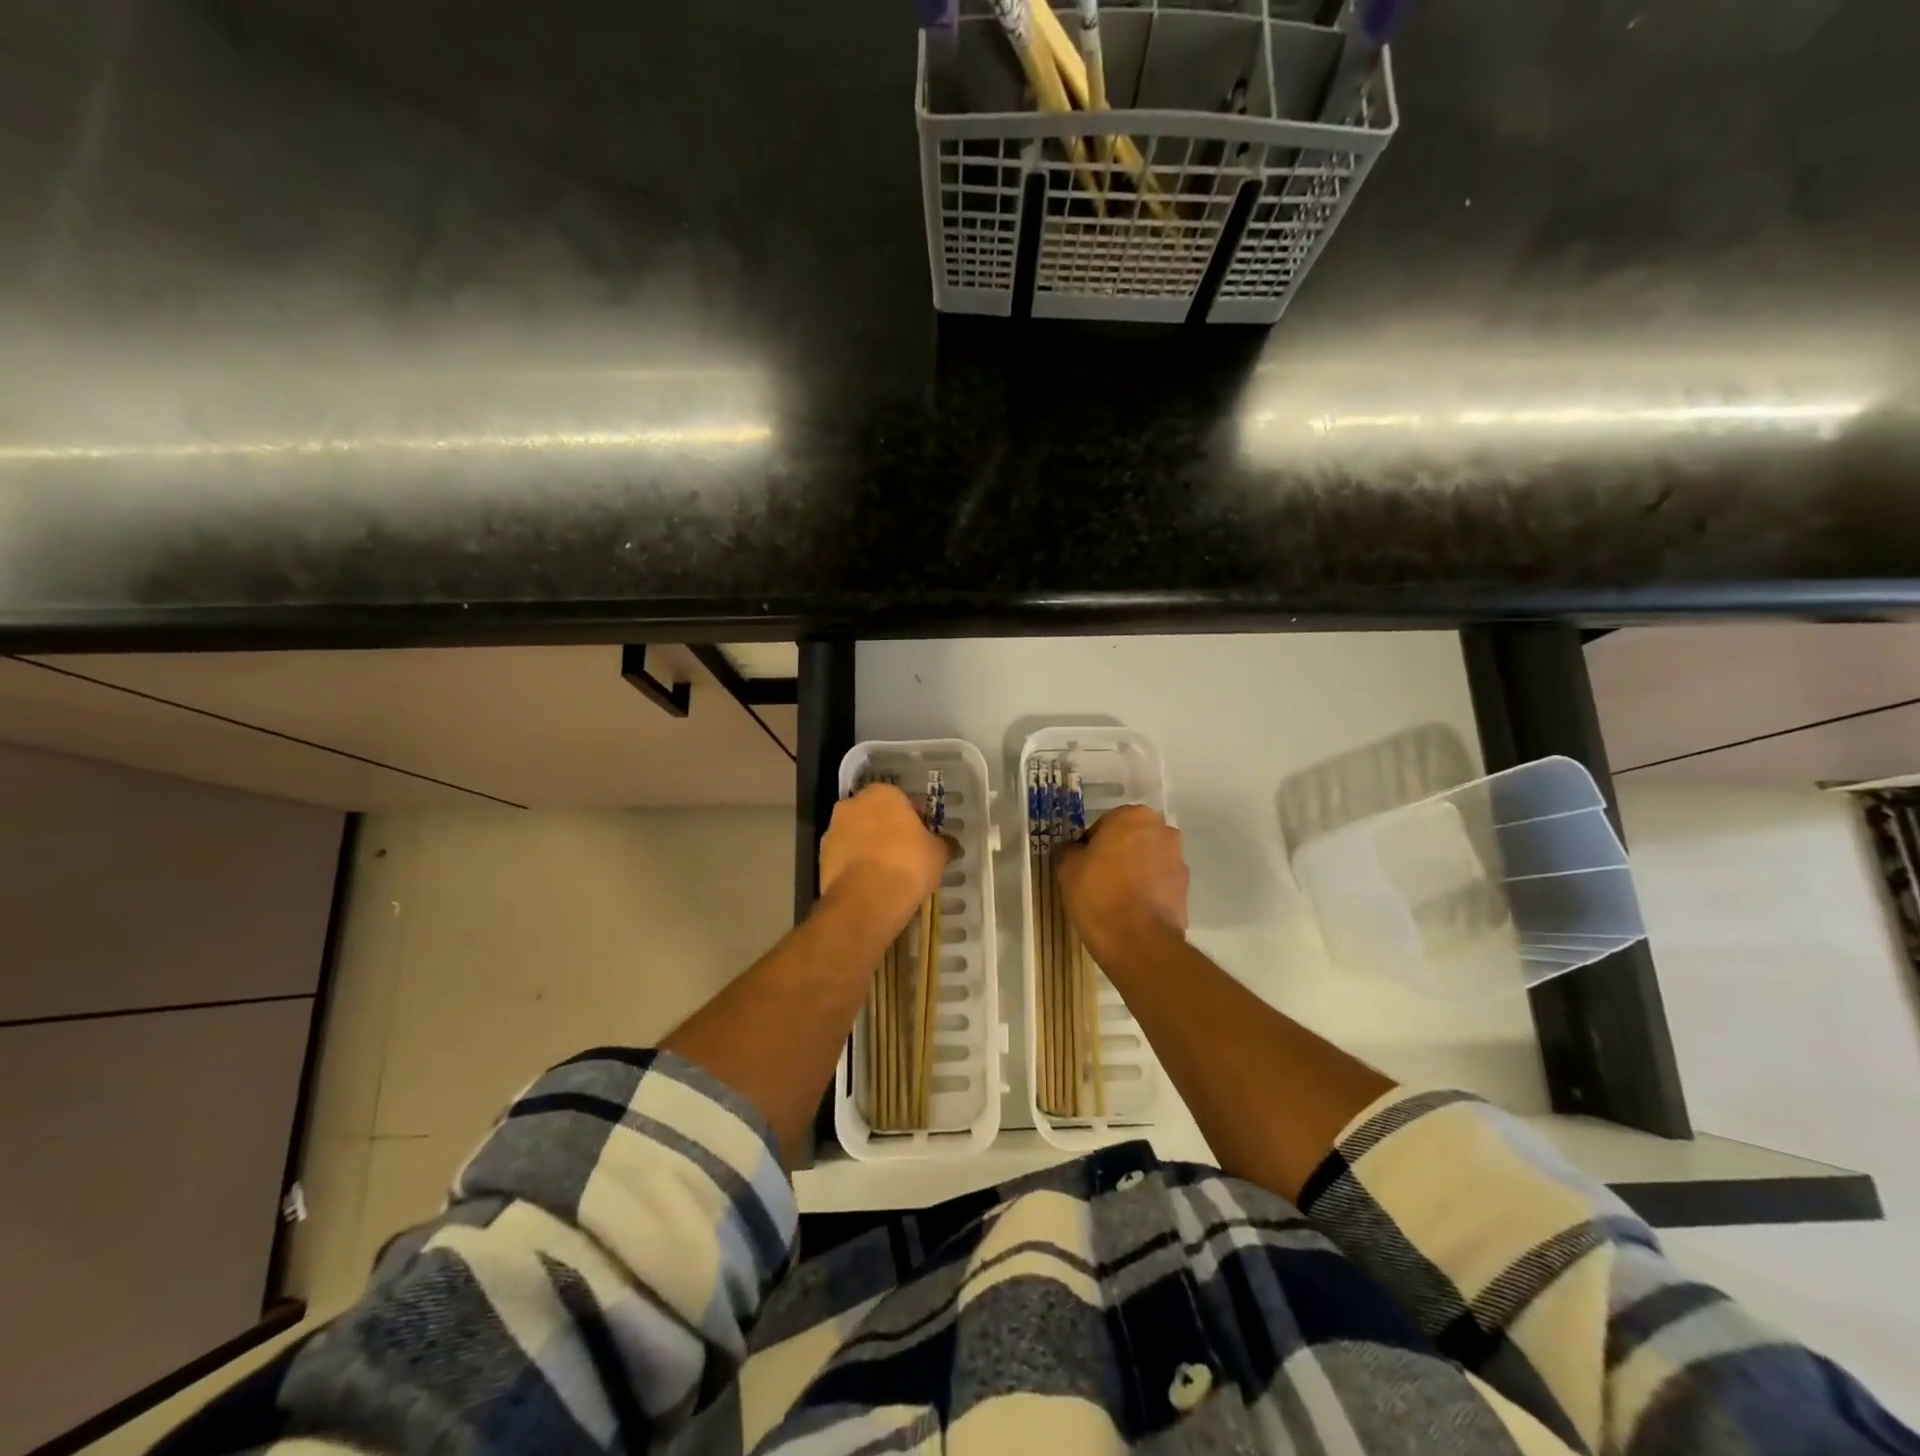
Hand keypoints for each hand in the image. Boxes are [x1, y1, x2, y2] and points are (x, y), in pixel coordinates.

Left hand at [819, 784, 949, 933]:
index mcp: (882, 793)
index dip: (916, 818)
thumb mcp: (938, 853)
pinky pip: (846, 857)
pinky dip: (857, 865)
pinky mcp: (821, 858)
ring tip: (889, 872)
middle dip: (889, 829)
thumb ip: (943, 843)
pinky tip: (872, 884)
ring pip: (858, 835)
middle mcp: (852, 804)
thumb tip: (950, 844)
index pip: (904, 800)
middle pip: (876, 814)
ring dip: (870, 847)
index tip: (924, 837)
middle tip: (907, 852)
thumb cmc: (908, 865)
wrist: (866, 900)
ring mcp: (833, 831)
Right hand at [1055, 805, 1188, 962]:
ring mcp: (1178, 860)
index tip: (1081, 867)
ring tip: (1114, 899)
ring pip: (1147, 860)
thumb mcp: (1067, 868)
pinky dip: (1147, 891)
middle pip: (1130, 839)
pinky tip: (1130, 911)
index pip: (1104, 825)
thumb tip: (1073, 850)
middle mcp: (1162, 830)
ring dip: (1133, 872)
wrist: (1138, 942)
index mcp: (1133, 816)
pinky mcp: (1186, 889)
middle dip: (1116, 854)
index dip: (1089, 846)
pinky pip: (1158, 883)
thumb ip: (1068, 850)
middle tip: (1096, 879)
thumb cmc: (1099, 894)